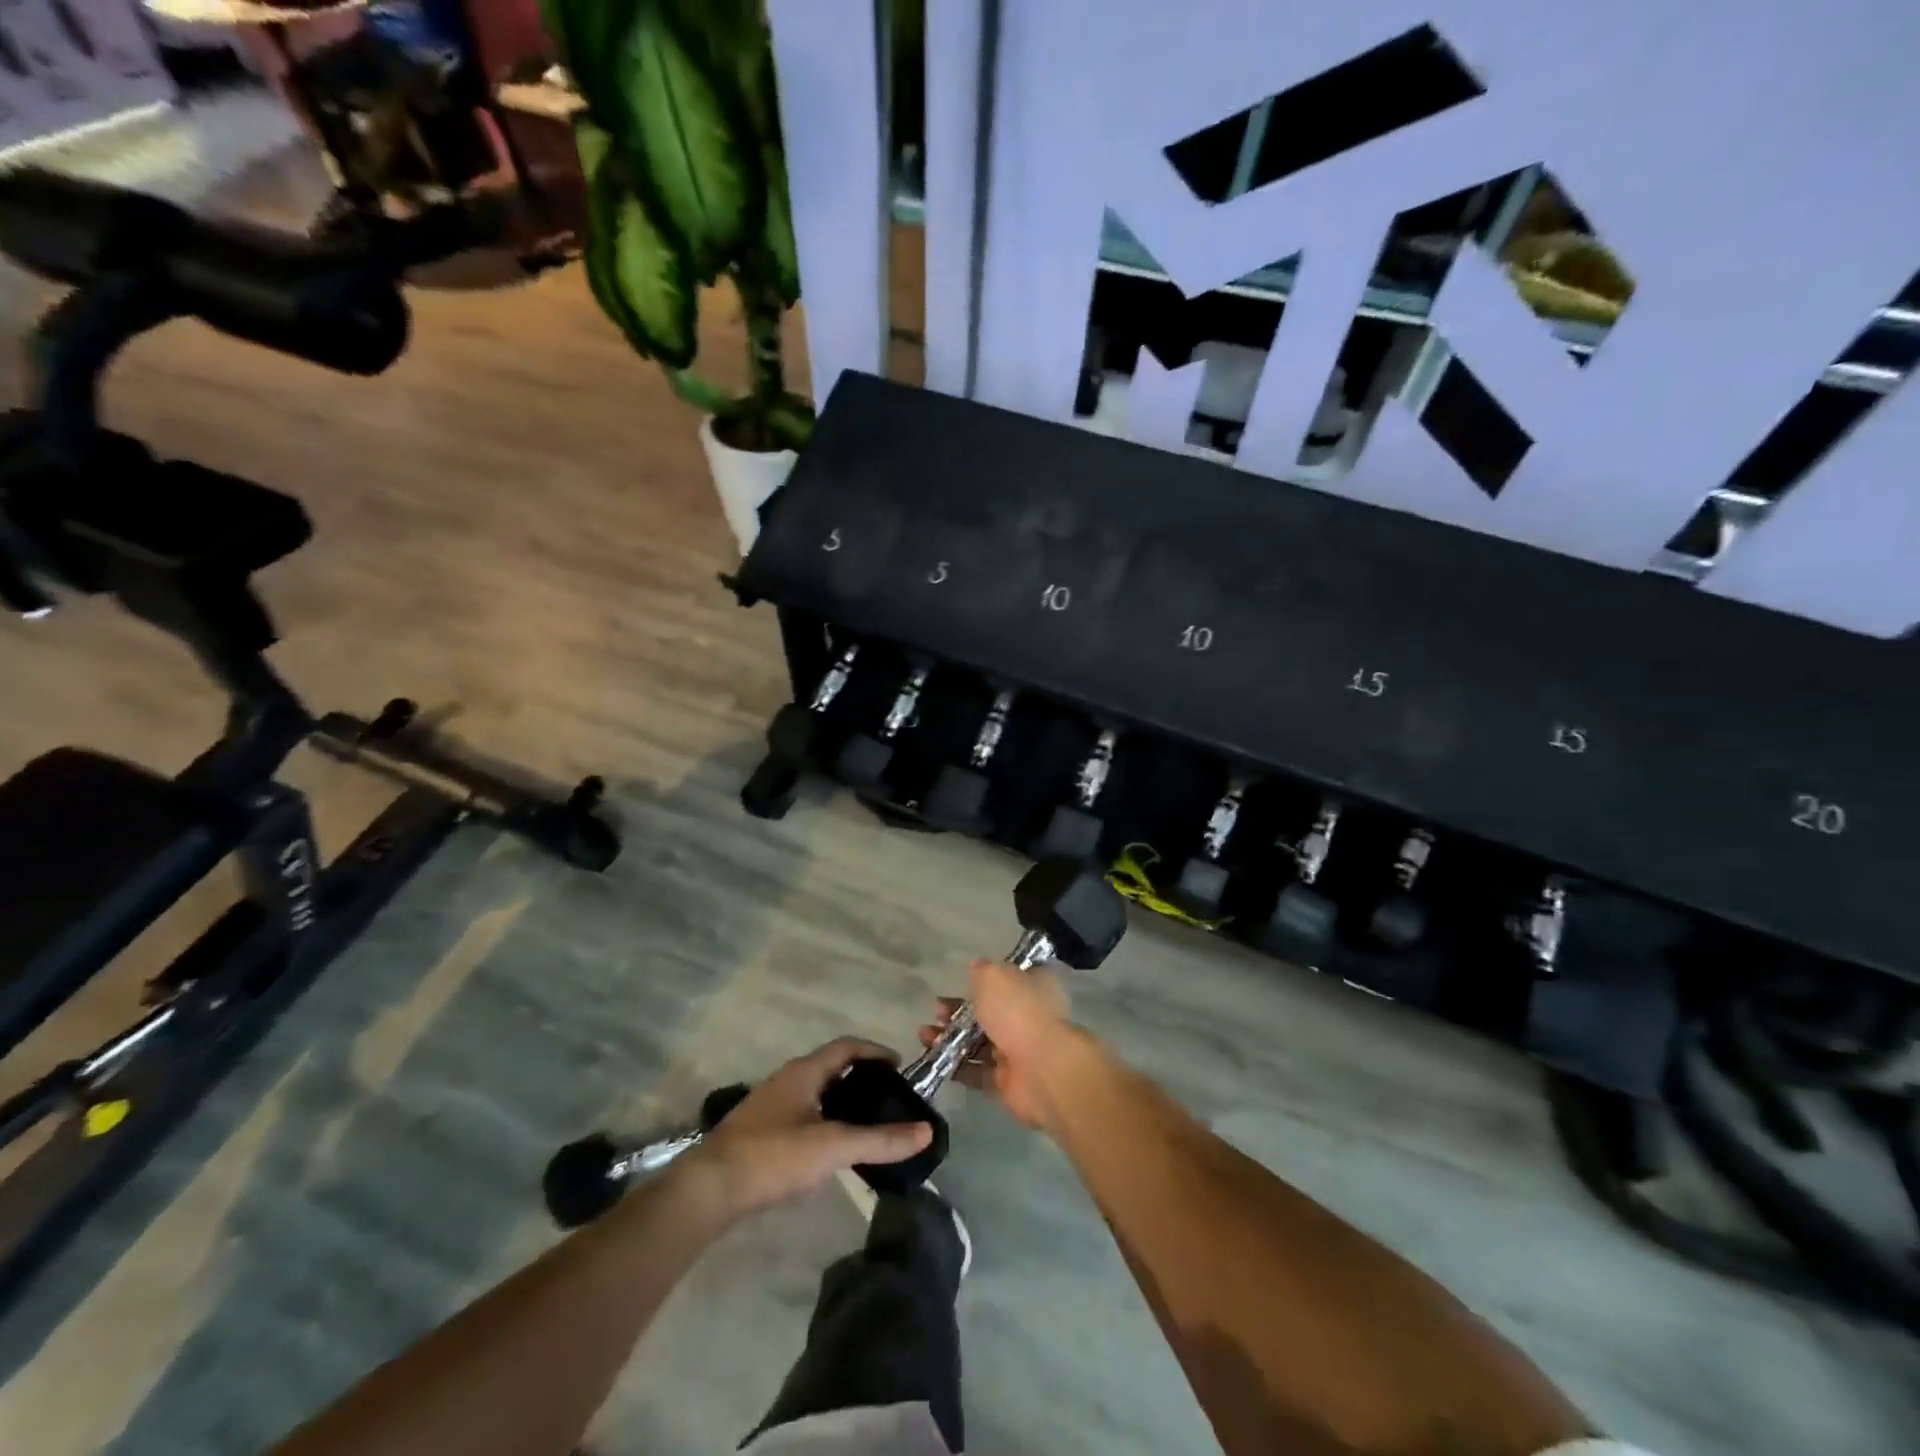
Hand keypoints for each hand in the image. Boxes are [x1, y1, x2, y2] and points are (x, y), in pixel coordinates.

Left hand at [689, 1038, 932, 1213]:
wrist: (708, 1190)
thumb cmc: (773, 1156)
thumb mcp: (833, 1146)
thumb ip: (880, 1139)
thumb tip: (926, 1131)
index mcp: (804, 1072)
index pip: (847, 1046)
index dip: (875, 1051)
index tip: (899, 1067)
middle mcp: (786, 1080)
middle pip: (831, 1068)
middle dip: (860, 1078)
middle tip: (887, 1099)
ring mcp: (768, 1106)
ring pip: (814, 1093)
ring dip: (841, 1102)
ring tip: (865, 1125)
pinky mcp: (757, 1133)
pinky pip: (800, 1115)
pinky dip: (823, 1122)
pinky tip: (829, 1150)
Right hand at [918, 959, 1073, 1128]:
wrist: (1042, 1069)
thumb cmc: (1018, 1011)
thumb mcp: (994, 976)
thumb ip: (982, 971)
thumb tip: (977, 967)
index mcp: (1034, 986)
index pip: (1011, 977)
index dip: (986, 979)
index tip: (962, 981)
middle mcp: (1028, 1016)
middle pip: (989, 1012)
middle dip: (958, 1011)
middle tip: (936, 1011)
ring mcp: (1018, 1051)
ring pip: (979, 1042)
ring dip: (951, 1038)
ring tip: (924, 1035)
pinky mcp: (1006, 1082)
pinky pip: (976, 1071)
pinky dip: (955, 1065)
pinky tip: (933, 1058)